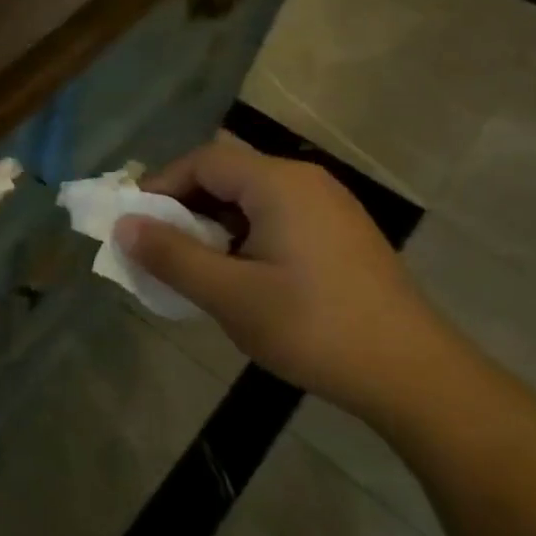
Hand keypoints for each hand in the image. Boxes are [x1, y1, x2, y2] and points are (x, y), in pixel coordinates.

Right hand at [117, 137, 457, 421]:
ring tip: (193, 265)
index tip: (134, 224)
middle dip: (185, 205)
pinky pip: (276, 217)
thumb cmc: (313, 328)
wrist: (412, 374)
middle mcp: (306, 181)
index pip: (203, 161)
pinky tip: (238, 275)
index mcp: (279, 183)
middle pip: (228, 174)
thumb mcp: (230, 295)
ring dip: (213, 223)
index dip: (161, 186)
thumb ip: (171, 256)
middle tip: (158, 246)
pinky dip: (243, 234)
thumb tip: (123, 225)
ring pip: (252, 198)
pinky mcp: (340, 234)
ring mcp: (329, 206)